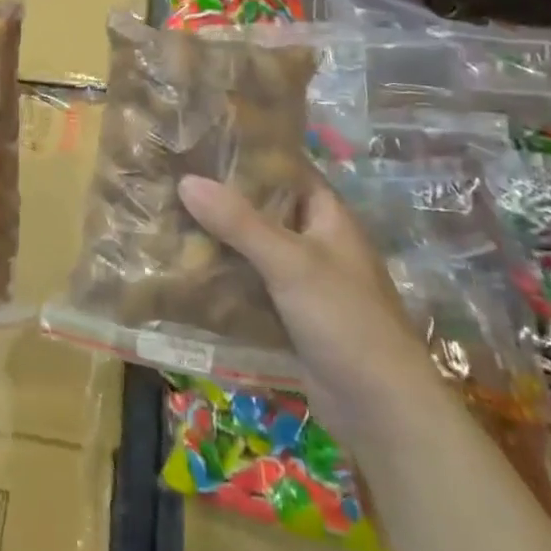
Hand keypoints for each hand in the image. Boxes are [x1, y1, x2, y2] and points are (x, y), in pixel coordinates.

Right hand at [178, 175, 436, 430]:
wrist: (383, 410)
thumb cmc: (345, 319)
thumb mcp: (290, 262)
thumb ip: (238, 222)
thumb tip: (186, 181)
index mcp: (327, 215)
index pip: (285, 168)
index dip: (248, 153)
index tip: (201, 140)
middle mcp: (315, 240)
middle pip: (263, 207)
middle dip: (222, 197)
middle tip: (173, 178)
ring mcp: (303, 279)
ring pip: (253, 247)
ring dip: (219, 238)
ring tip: (168, 217)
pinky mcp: (290, 314)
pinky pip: (250, 284)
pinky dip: (224, 276)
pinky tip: (186, 270)